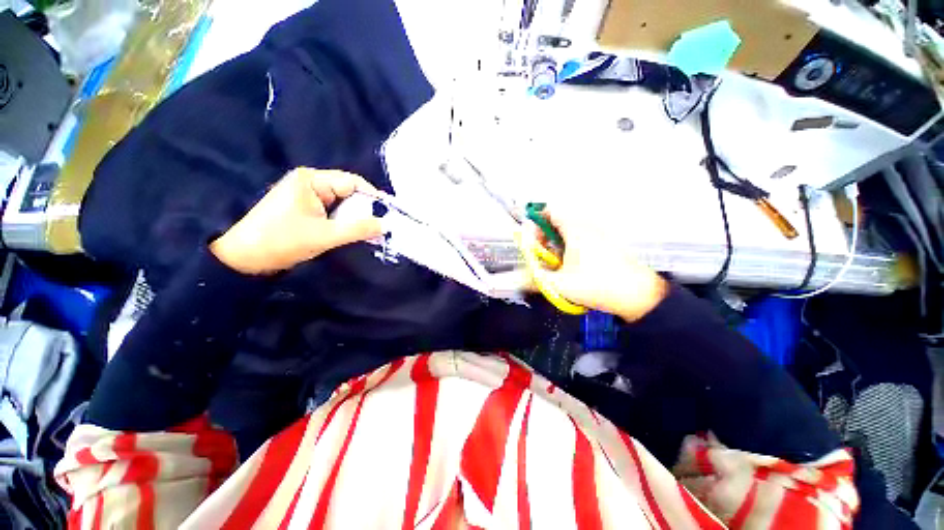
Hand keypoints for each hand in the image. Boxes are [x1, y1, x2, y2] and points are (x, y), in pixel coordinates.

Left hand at [210, 168, 381, 274]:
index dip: (373, 197)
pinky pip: (333, 211)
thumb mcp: (325, 235)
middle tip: (380, 228)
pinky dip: (344, 222)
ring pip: (342, 204)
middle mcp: (310, 183)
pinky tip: (352, 233)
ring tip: (369, 233)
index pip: (352, 182)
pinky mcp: (305, 209)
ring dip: (355, 218)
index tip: (390, 213)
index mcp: (311, 180)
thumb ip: (359, 229)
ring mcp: (307, 196)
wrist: (245, 259)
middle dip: (365, 210)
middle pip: (348, 192)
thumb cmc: (283, 241)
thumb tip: (386, 225)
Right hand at [531, 206, 668, 321]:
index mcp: (575, 229)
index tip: (534, 242)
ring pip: (569, 231)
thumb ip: (535, 280)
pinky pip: (582, 238)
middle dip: (545, 237)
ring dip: (558, 244)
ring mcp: (599, 234)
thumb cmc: (597, 285)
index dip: (536, 223)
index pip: (551, 210)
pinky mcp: (607, 244)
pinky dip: (571, 248)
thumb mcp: (560, 284)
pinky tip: (574, 267)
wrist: (638, 295)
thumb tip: (517, 279)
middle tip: (544, 256)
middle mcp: (588, 226)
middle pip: (558, 221)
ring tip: (558, 264)